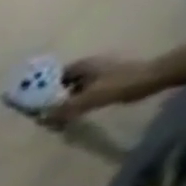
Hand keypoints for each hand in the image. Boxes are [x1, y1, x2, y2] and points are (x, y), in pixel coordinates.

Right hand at [46, 54, 164, 123]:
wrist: (154, 77)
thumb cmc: (120, 83)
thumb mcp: (88, 98)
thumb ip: (63, 109)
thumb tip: (40, 119)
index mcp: (82, 66)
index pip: (52, 77)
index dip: (40, 90)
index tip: (31, 104)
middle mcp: (88, 67)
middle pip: (61, 84)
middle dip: (50, 98)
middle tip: (41, 114)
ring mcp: (98, 74)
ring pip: (72, 89)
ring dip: (63, 101)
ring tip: (54, 117)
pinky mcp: (106, 81)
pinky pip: (83, 93)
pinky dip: (75, 102)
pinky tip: (72, 113)